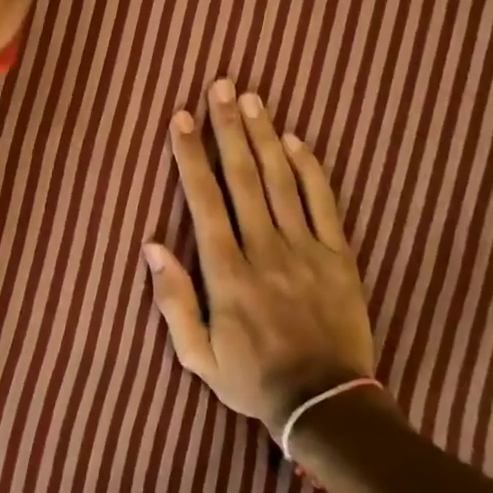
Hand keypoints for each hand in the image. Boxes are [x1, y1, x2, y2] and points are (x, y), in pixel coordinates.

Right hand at [144, 79, 381, 435]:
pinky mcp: (339, 257)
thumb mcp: (197, 356)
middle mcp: (264, 250)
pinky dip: (310, 169)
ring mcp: (306, 251)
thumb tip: (153, 245)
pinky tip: (297, 140)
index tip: (181, 118)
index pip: (204, 200)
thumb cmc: (252, 380)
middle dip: (227, 128)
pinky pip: (324, 204)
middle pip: (243, 177)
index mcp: (226, 273)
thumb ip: (172, 300)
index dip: (190, 156)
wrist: (327, 406)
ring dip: (264, 137)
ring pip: (282, 181)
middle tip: (219, 86)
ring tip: (251, 99)